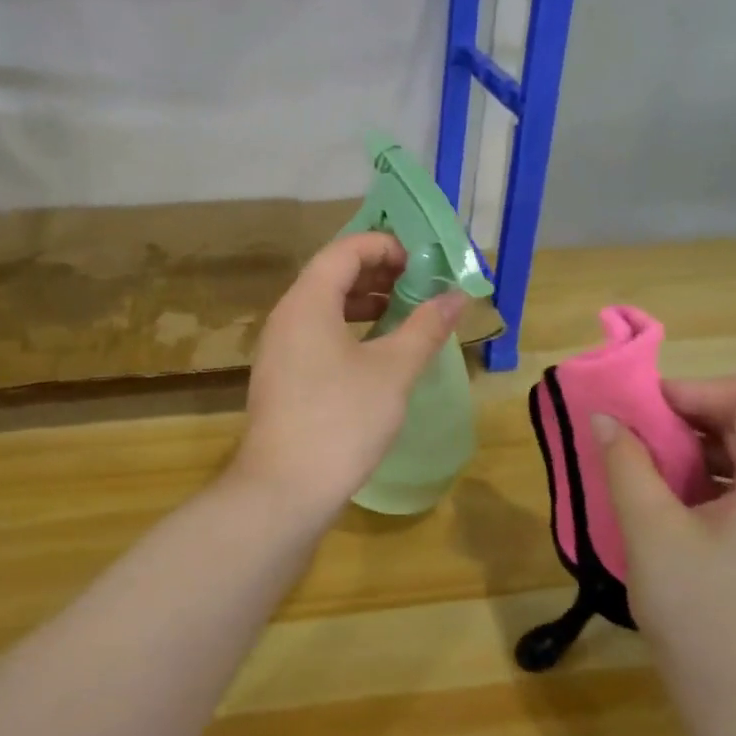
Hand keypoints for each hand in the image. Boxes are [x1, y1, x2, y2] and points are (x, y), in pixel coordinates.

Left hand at [232, 234, 466, 518]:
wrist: (285, 489)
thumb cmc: (342, 420)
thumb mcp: (393, 371)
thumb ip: (425, 328)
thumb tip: (457, 297)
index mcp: (307, 302)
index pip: (344, 250)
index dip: (384, 247)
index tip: (421, 262)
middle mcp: (285, 317)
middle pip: (330, 275)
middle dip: (376, 273)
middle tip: (418, 286)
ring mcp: (278, 350)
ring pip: (322, 308)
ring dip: (362, 303)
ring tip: (401, 316)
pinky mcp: (281, 378)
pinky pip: (315, 336)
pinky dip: (347, 331)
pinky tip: (374, 354)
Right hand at [593, 377, 735, 735]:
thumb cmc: (700, 612)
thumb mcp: (651, 531)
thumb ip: (626, 464)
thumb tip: (604, 418)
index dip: (695, 391)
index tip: (643, 412)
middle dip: (686, 421)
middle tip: (632, 439)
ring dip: (689, 455)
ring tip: (639, 474)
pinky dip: (699, 488)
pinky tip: (661, 515)